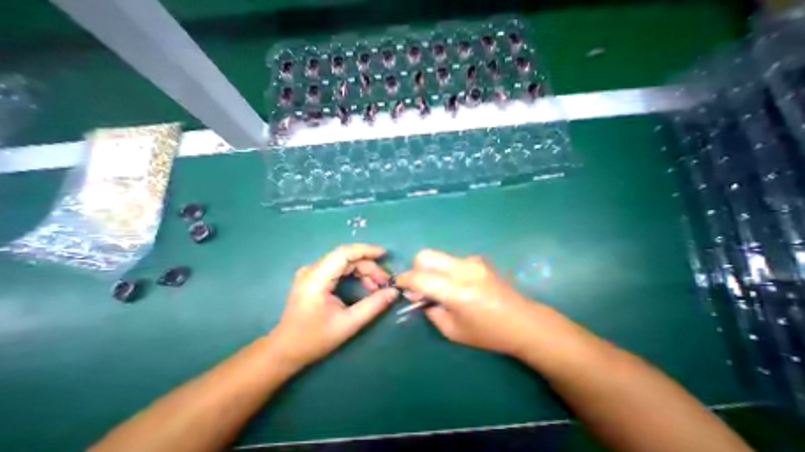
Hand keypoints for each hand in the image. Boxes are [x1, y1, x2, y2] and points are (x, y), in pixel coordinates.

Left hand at [269, 243, 397, 366]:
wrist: (285, 350)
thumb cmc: (314, 339)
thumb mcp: (348, 324)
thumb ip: (373, 306)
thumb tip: (394, 291)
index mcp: (316, 279)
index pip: (343, 253)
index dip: (366, 250)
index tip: (384, 254)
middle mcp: (312, 270)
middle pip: (347, 258)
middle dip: (369, 266)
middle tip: (385, 282)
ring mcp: (312, 272)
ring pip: (345, 262)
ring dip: (363, 271)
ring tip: (377, 286)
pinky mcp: (315, 277)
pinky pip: (340, 268)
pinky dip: (355, 274)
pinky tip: (366, 285)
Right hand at [397, 249, 549, 357]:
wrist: (523, 321)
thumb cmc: (488, 333)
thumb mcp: (453, 331)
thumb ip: (431, 311)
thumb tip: (419, 296)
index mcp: (457, 292)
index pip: (421, 277)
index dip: (405, 279)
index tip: (399, 284)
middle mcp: (463, 270)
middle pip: (426, 255)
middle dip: (415, 268)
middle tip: (419, 285)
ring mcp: (472, 261)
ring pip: (438, 256)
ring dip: (431, 269)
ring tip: (439, 287)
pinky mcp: (478, 259)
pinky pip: (451, 260)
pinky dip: (445, 270)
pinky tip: (457, 284)